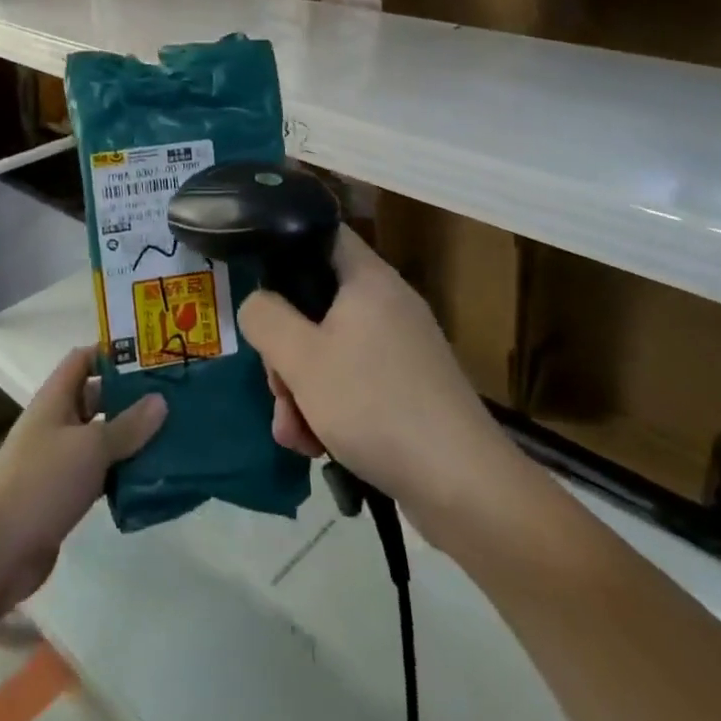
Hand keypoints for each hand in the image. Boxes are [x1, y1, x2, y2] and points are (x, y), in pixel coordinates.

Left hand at [0, 348, 165, 610]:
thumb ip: (128, 425)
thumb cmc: (42, 482)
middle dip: (130, 397)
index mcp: (55, 398)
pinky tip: (152, 477)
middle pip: (96, 398)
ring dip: (130, 438)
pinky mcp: (64, 494)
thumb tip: (160, 400)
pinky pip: (99, 473)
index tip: (150, 356)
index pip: (84, 359)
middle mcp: (56, 422)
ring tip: (172, 436)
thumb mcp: (91, 447)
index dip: (113, 353)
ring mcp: (59, 460)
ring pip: (101, 438)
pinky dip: (122, 472)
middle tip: (172, 398)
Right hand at [239, 227, 518, 535]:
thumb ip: (265, 318)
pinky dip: (330, 408)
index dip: (285, 246)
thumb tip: (256, 303)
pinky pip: (354, 382)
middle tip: (277, 387)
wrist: (463, 487)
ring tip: (294, 434)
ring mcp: (401, 348)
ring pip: (330, 350)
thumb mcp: (302, 359)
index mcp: (368, 279)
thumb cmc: (375, 406)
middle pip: (316, 303)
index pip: (322, 233)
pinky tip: (316, 447)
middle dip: (285, 349)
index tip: (258, 283)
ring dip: (301, 389)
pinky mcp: (408, 389)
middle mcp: (387, 304)